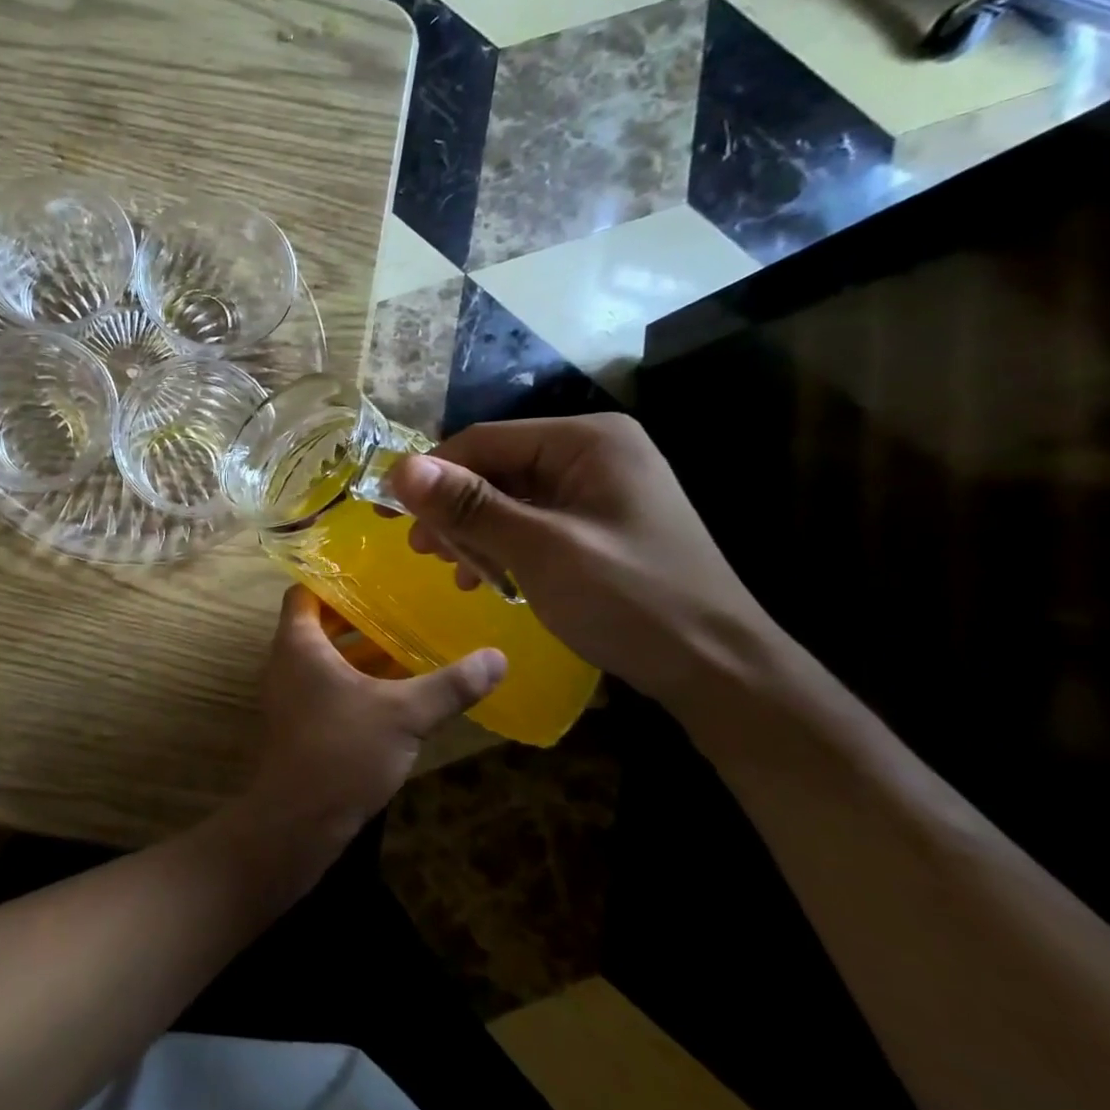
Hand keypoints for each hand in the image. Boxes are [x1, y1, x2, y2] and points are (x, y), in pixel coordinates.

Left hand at [240, 586, 504, 854]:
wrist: (298, 821)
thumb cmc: (342, 751)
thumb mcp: (404, 714)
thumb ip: (450, 685)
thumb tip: (498, 657)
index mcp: (298, 643)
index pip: (304, 591)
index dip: (333, 578)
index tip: (373, 572)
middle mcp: (287, 661)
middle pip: (320, 623)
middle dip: (359, 615)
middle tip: (402, 603)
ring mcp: (292, 694)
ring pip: (327, 657)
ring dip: (362, 650)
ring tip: (408, 639)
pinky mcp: (302, 723)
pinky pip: (328, 685)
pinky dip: (357, 680)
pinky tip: (397, 689)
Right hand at [385, 413, 776, 705]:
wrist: (718, 670)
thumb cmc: (631, 601)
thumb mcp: (540, 550)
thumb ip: (469, 506)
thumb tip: (399, 469)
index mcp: (586, 440)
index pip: (483, 441)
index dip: (431, 475)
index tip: (391, 516)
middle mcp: (591, 452)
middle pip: (494, 468)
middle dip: (454, 510)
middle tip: (423, 553)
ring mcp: (596, 487)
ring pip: (506, 497)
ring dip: (472, 532)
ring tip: (453, 571)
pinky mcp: (596, 522)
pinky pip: (529, 520)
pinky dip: (500, 546)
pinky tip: (486, 578)